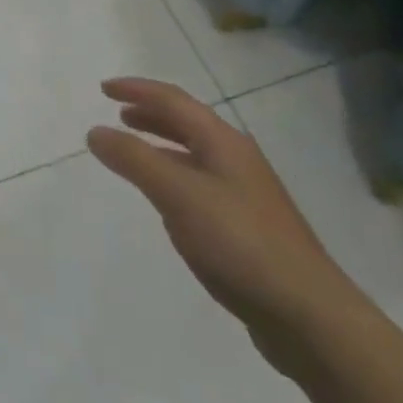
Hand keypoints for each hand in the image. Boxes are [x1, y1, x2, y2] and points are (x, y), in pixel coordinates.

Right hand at [87, 78, 360, 366]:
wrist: (307, 313)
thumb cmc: (240, 243)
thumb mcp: (178, 195)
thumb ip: (135, 159)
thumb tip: (95, 131)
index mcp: (224, 143)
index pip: (174, 101)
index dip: (137, 90)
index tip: (103, 89)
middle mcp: (236, 160)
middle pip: (187, 123)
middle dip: (150, 113)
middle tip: (117, 114)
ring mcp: (243, 194)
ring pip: (193, 154)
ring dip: (160, 144)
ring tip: (132, 149)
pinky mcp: (244, 226)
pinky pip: (198, 184)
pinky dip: (171, 175)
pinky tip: (163, 197)